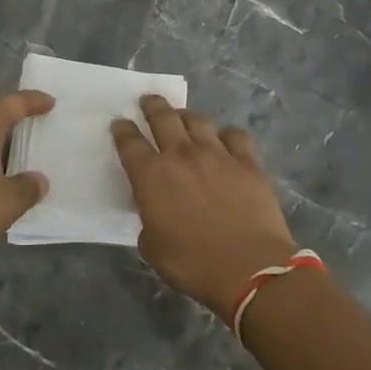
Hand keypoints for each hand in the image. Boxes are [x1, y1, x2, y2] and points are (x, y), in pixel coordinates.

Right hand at [112, 96, 295, 319]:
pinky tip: (225, 139)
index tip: (120, 123)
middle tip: (148, 100)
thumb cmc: (193, 265)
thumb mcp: (153, 248)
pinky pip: (235, 135)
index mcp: (152, 177)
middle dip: (152, 105)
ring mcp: (217, 155)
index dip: (122, 130)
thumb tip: (154, 210)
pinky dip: (226, 134)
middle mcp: (181, 156)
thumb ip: (148, 221)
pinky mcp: (248, 163)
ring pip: (198, 120)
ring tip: (183, 116)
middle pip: (163, 118)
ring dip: (186, 115)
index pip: (129, 143)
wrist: (250, 269)